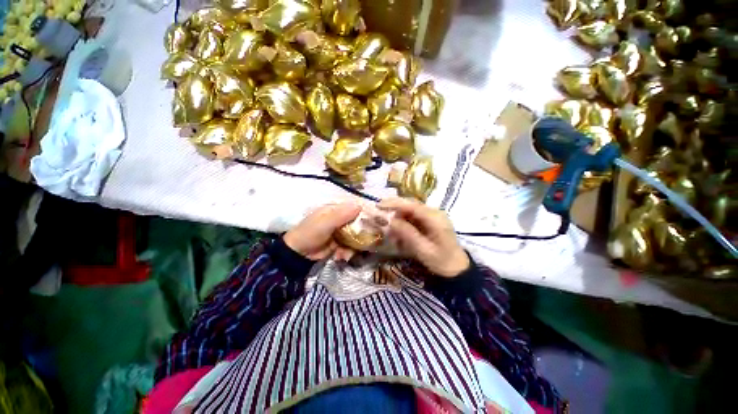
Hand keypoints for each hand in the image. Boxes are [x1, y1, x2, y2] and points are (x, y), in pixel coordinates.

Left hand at [284, 202, 360, 260]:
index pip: (356, 207)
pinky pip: (352, 246)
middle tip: (361, 243)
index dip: (366, 213)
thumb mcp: (325, 223)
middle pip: (360, 223)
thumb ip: (341, 215)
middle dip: (361, 235)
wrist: (298, 254)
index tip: (375, 222)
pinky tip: (340, 256)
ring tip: (344, 254)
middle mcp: (342, 218)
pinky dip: (347, 253)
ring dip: (353, 247)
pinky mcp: (342, 243)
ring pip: (358, 237)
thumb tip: (359, 205)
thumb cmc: (310, 233)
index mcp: (337, 209)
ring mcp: (343, 232)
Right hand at [380, 198, 468, 277]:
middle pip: (410, 205)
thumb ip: (407, 233)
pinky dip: (403, 223)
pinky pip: (413, 218)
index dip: (395, 203)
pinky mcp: (429, 222)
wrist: (457, 269)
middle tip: (379, 214)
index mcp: (435, 218)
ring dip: (398, 217)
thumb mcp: (423, 250)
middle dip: (394, 208)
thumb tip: (390, 220)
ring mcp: (432, 217)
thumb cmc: (441, 261)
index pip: (412, 205)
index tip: (379, 205)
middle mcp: (434, 213)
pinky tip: (397, 231)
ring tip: (388, 229)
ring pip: (410, 211)